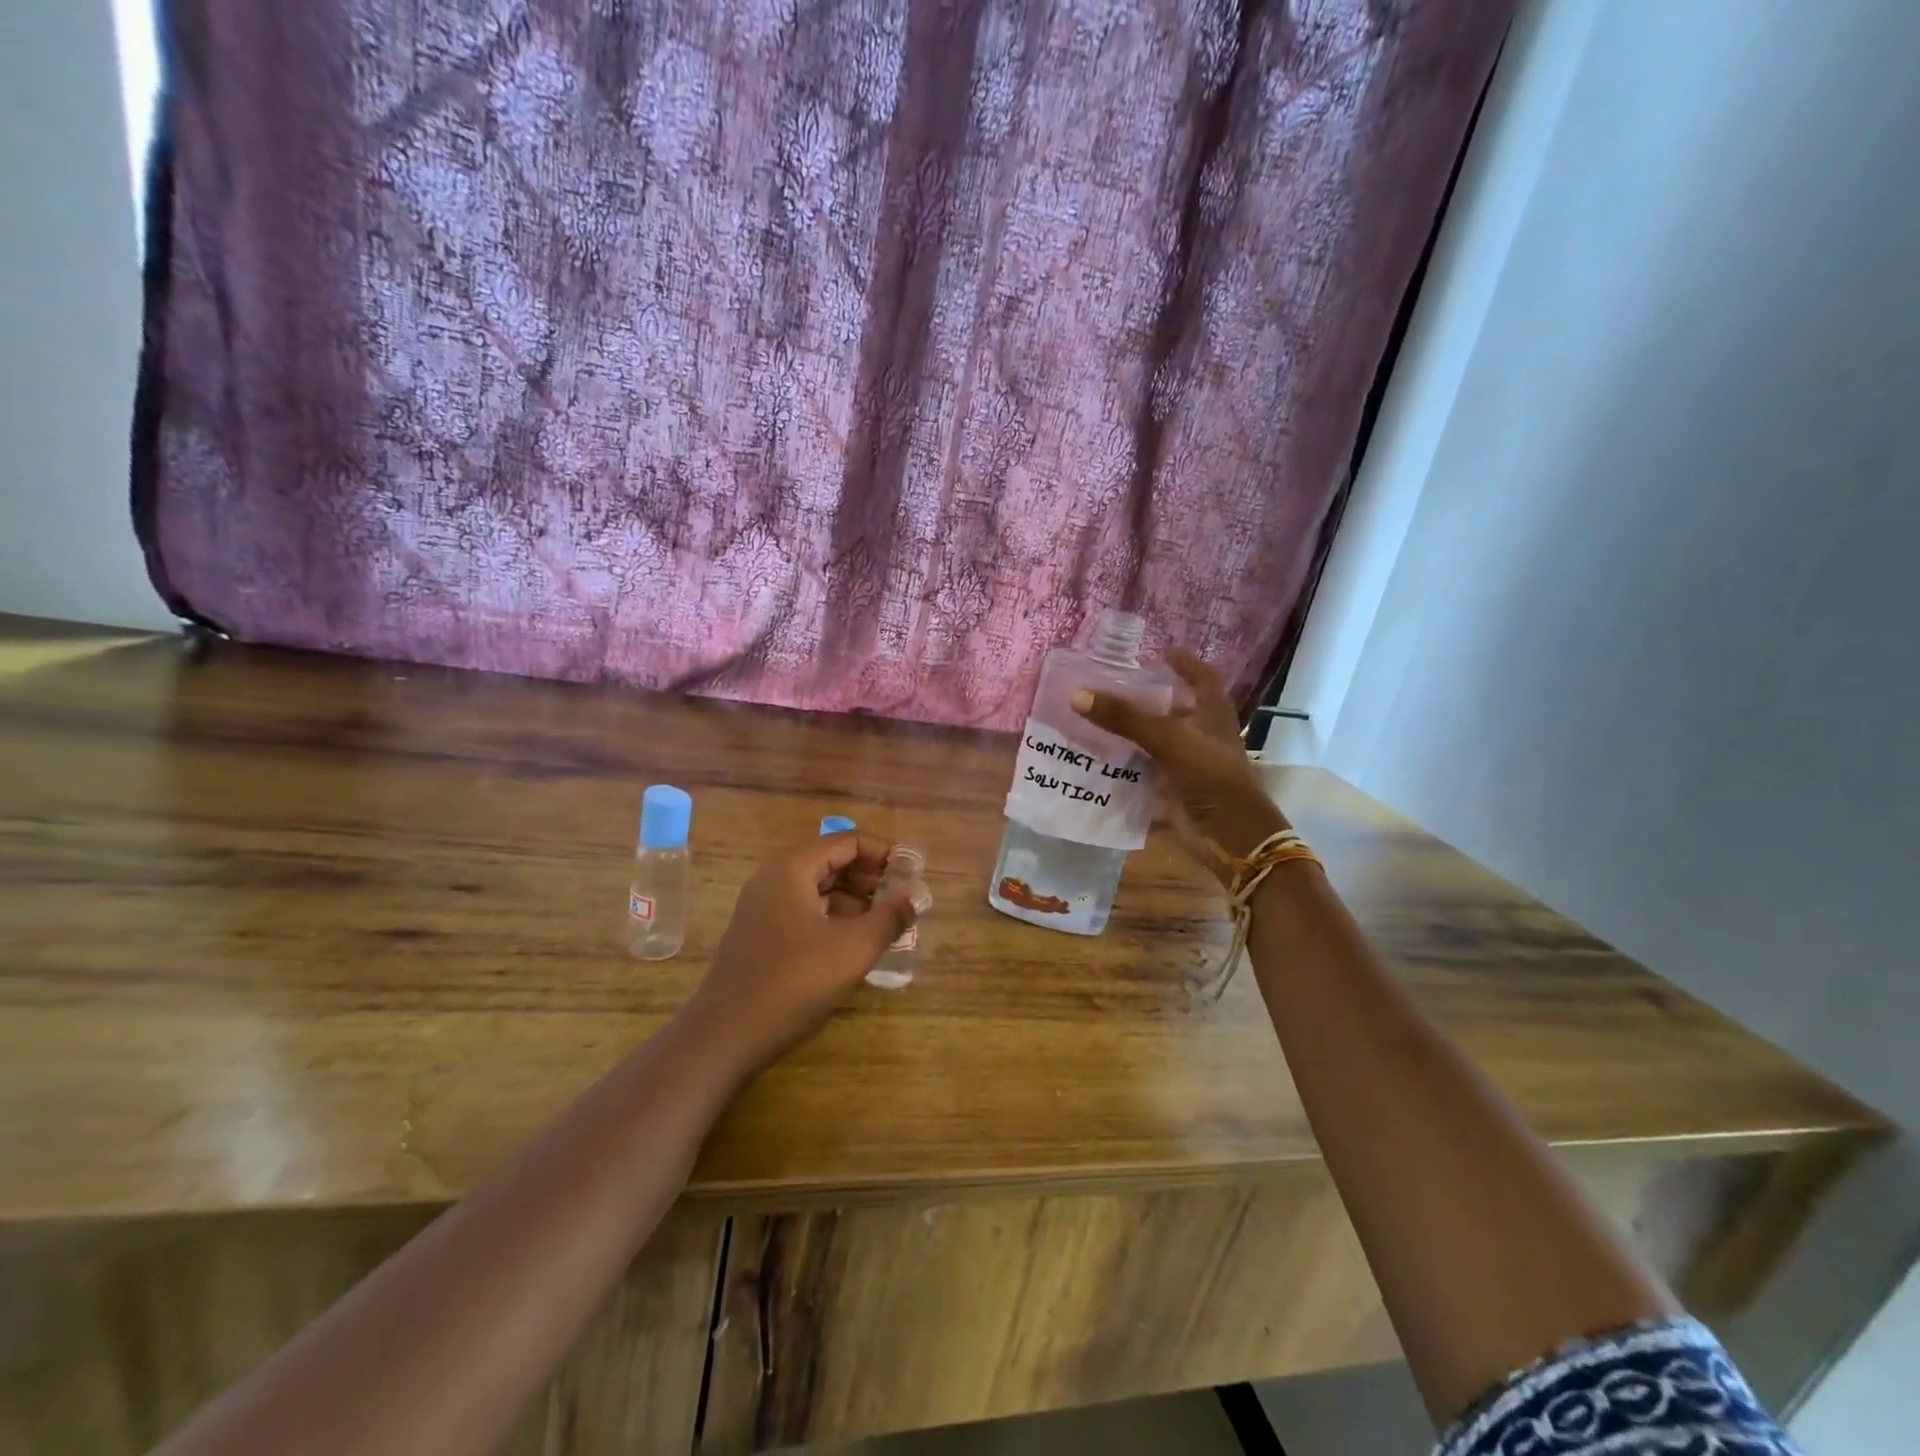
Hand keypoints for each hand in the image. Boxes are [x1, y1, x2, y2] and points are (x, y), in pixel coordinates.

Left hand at [682, 832, 927, 1071]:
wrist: (726, 1035)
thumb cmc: (794, 982)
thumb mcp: (853, 948)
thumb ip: (890, 917)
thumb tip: (918, 896)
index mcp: (792, 870)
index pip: (847, 842)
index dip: (884, 852)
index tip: (913, 871)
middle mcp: (774, 879)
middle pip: (831, 861)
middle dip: (870, 875)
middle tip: (903, 896)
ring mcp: (763, 907)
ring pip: (818, 888)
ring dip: (854, 897)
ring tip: (886, 920)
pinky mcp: (761, 934)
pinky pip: (805, 910)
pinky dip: (834, 916)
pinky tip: (855, 940)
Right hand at [1072, 648, 1287, 885]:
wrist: (1229, 836)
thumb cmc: (1211, 776)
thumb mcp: (1168, 739)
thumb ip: (1125, 718)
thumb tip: (1078, 696)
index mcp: (1212, 714)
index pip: (1202, 678)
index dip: (1185, 663)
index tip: (1161, 651)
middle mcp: (1200, 735)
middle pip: (1172, 709)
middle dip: (1145, 699)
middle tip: (1111, 685)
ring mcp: (1186, 764)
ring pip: (1153, 741)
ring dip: (1128, 732)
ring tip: (1093, 717)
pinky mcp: (1171, 789)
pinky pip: (1142, 771)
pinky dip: (1122, 765)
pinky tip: (1095, 757)